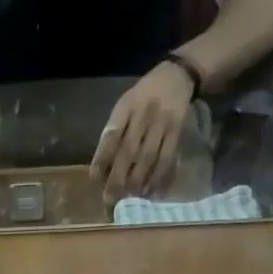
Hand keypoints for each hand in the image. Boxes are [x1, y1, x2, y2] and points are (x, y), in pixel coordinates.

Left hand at [90, 60, 195, 200]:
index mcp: (126, 107)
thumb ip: (114, 131)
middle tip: (109, 198)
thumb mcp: (125, 105)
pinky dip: (155, 176)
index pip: (111, 135)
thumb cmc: (143, 97)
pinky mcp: (176, 131)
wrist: (177, 75)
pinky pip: (165, 158)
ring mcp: (162, 122)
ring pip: (147, 157)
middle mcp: (143, 114)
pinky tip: (147, 189)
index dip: (102, 158)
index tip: (94, 178)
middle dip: (117, 177)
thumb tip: (103, 168)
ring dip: (136, 180)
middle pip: (128, 151)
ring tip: (128, 196)